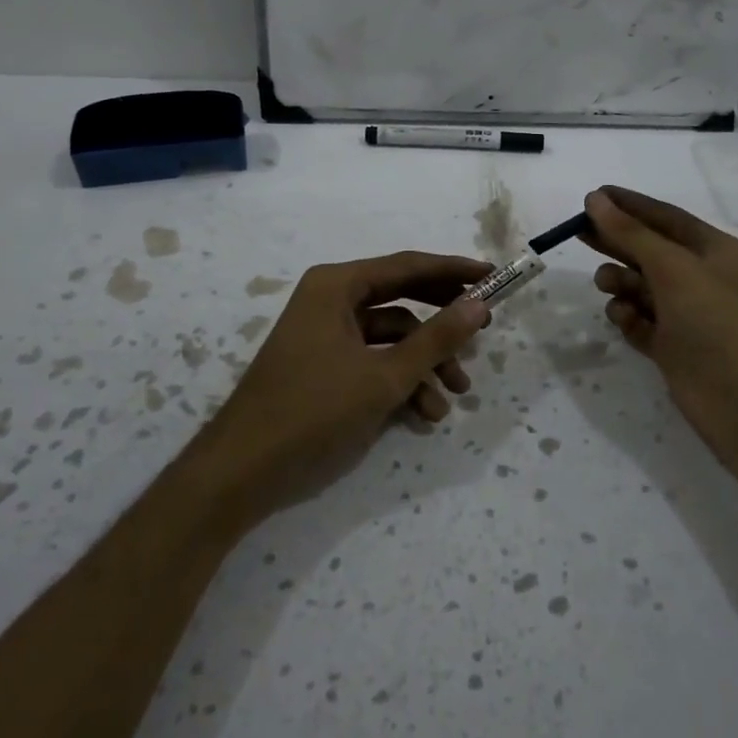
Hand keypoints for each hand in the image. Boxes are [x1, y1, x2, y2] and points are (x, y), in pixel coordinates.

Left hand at [195, 251, 490, 521]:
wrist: (243, 470)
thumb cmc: (314, 410)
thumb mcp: (385, 376)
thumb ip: (436, 339)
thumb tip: (479, 304)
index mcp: (337, 285)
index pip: (408, 266)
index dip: (454, 272)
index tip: (494, 277)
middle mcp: (330, 300)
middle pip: (402, 299)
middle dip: (442, 322)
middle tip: (483, 331)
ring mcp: (325, 334)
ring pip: (391, 337)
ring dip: (425, 364)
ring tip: (455, 396)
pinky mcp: (324, 366)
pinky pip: (373, 361)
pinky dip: (400, 382)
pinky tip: (424, 414)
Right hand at [581, 186, 737, 462]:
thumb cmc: (715, 323)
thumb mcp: (673, 268)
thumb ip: (631, 233)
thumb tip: (596, 199)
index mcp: (716, 252)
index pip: (666, 218)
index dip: (629, 205)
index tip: (592, 195)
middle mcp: (703, 279)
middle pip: (649, 250)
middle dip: (616, 242)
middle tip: (577, 233)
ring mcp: (688, 315)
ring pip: (641, 287)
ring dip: (621, 282)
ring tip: (607, 285)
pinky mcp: (674, 347)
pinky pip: (641, 321)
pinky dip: (628, 317)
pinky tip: (624, 319)